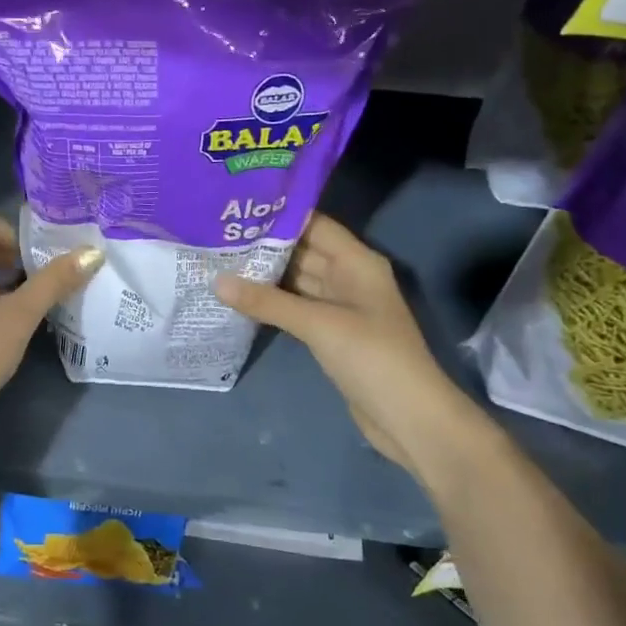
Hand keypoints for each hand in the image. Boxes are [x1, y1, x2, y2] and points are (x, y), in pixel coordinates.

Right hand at [214, 214, 470, 472]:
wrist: (408, 417)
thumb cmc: (371, 357)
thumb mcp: (318, 324)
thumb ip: (267, 302)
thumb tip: (216, 281)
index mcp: (357, 262)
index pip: (314, 224)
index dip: (278, 214)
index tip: (236, 208)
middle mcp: (349, 277)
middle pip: (303, 251)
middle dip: (264, 245)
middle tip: (216, 234)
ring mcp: (341, 306)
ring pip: (297, 280)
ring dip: (264, 274)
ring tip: (219, 260)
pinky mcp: (331, 332)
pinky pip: (297, 307)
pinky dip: (272, 302)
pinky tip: (240, 297)